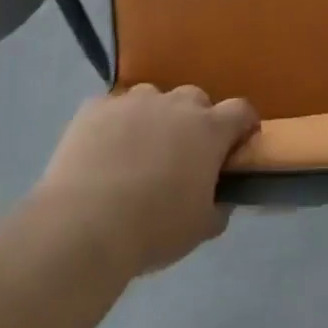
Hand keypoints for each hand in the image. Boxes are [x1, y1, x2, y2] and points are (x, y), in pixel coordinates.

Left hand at [32, 85, 260, 277]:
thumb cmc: (153, 229)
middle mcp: (174, 104)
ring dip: (154, 117)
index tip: (238, 145)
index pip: (240, 110)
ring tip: (139, 151)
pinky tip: (103, 152)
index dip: (243, 125)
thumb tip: (221, 198)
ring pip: (153, 98)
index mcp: (208, 129)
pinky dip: (115, 124)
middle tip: (184, 154)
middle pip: (195, 98)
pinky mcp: (95, 107)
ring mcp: (132, 101)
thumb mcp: (201, 228)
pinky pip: (113, 109)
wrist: (84, 225)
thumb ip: (219, 206)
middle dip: (196, 120)